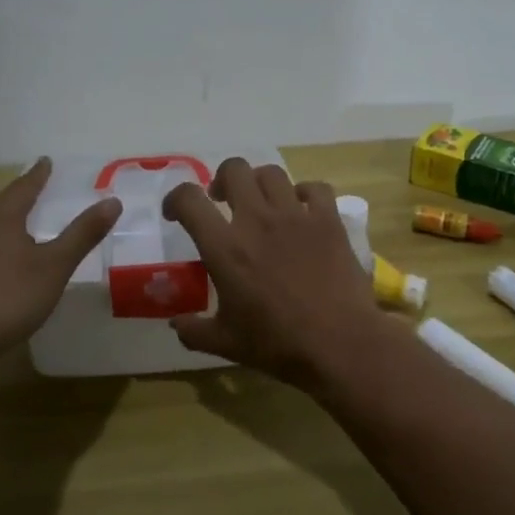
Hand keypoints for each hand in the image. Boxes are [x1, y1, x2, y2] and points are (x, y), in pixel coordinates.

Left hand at [0, 158, 120, 360]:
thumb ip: (82, 234)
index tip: (46, 161)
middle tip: (30, 190)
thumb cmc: (8, 298)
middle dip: (16, 197)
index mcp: (1, 218)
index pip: (24, 187)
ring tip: (12, 225)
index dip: (38, 175)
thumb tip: (112, 201)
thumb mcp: (54, 267)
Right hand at [161, 158, 390, 387]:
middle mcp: (257, 220)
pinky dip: (305, 193)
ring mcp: (296, 216)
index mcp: (225, 248)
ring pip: (272, 173)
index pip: (189, 200)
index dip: (176, 199)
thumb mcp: (226, 343)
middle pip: (234, 170)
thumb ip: (194, 331)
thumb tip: (175, 323)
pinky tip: (302, 210)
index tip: (176, 213)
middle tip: (222, 201)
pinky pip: (315, 188)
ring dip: (260, 183)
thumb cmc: (278, 344)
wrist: (339, 344)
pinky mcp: (328, 220)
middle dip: (222, 179)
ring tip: (261, 203)